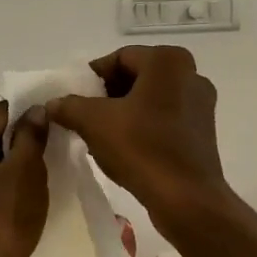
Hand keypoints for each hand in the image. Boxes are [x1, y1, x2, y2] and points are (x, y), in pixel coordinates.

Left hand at [0, 100, 50, 256]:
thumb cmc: (2, 218)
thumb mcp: (25, 170)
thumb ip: (31, 135)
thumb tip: (37, 108)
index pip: (2, 110)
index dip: (33, 113)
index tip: (62, 123)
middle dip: (28, 139)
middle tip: (62, 148)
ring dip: (23, 162)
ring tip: (52, 170)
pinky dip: (14, 182)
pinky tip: (34, 192)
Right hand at [47, 46, 243, 239]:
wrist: (186, 199)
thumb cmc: (141, 148)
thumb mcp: (93, 122)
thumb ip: (69, 106)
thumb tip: (53, 104)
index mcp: (167, 61)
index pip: (119, 57)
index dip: (92, 77)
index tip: (74, 98)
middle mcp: (190, 75)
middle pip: (136, 76)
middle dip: (107, 94)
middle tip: (84, 114)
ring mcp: (201, 104)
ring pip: (150, 98)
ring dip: (123, 111)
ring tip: (100, 133)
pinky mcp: (203, 131)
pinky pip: (165, 118)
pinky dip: (143, 125)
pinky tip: (124, 147)